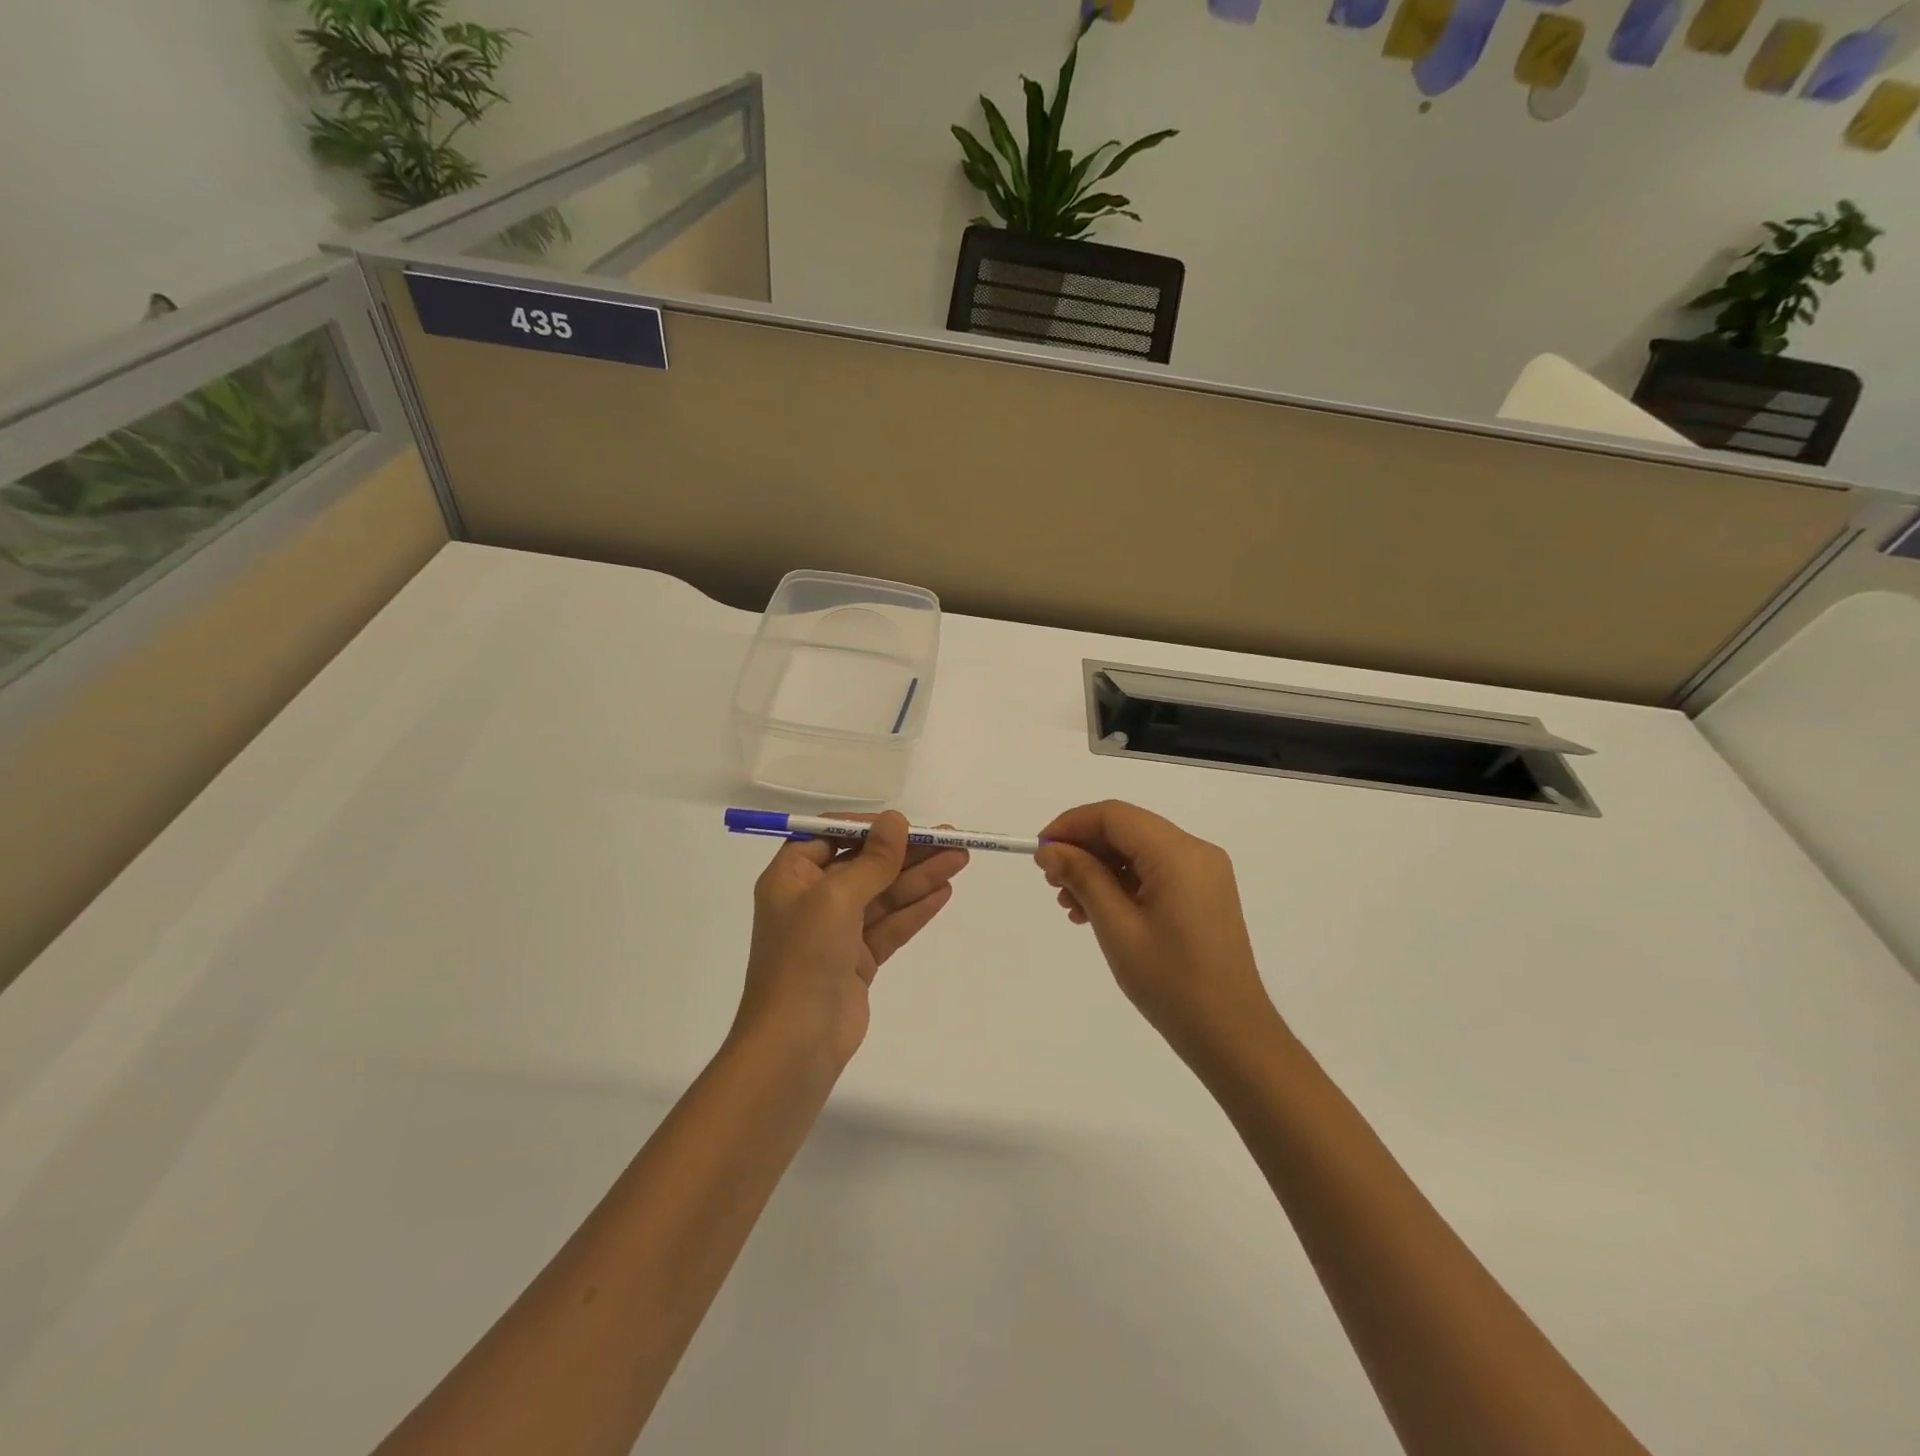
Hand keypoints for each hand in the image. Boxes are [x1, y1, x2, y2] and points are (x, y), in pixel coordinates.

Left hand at [736, 812, 968, 1068]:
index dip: (870, 828)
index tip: (906, 825)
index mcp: (791, 877)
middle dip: (906, 852)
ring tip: (960, 859)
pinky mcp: (857, 960)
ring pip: (883, 895)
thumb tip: (895, 820)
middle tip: (951, 838)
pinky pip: (890, 925)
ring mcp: (836, 932)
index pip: (831, 836)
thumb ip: (872, 860)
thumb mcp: (836, 898)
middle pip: (864, 864)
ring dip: (919, 877)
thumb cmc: (805, 957)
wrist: (795, 1043)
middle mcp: (812, 899)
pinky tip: (944, 891)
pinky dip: (915, 909)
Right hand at [1036, 801, 1276, 1059]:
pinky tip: (1096, 912)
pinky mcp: (1203, 894)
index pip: (1114, 816)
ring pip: (1137, 851)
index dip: (1071, 825)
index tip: (1040, 851)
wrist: (1231, 1035)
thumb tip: (1050, 850)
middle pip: (1126, 830)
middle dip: (1084, 849)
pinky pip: (1154, 872)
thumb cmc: (1171, 982)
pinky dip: (1121, 884)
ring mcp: (1203, 873)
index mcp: (1179, 853)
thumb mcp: (1117, 928)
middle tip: (1051, 882)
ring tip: (1070, 905)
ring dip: (1099, 869)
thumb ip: (1082, 878)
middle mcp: (1195, 852)